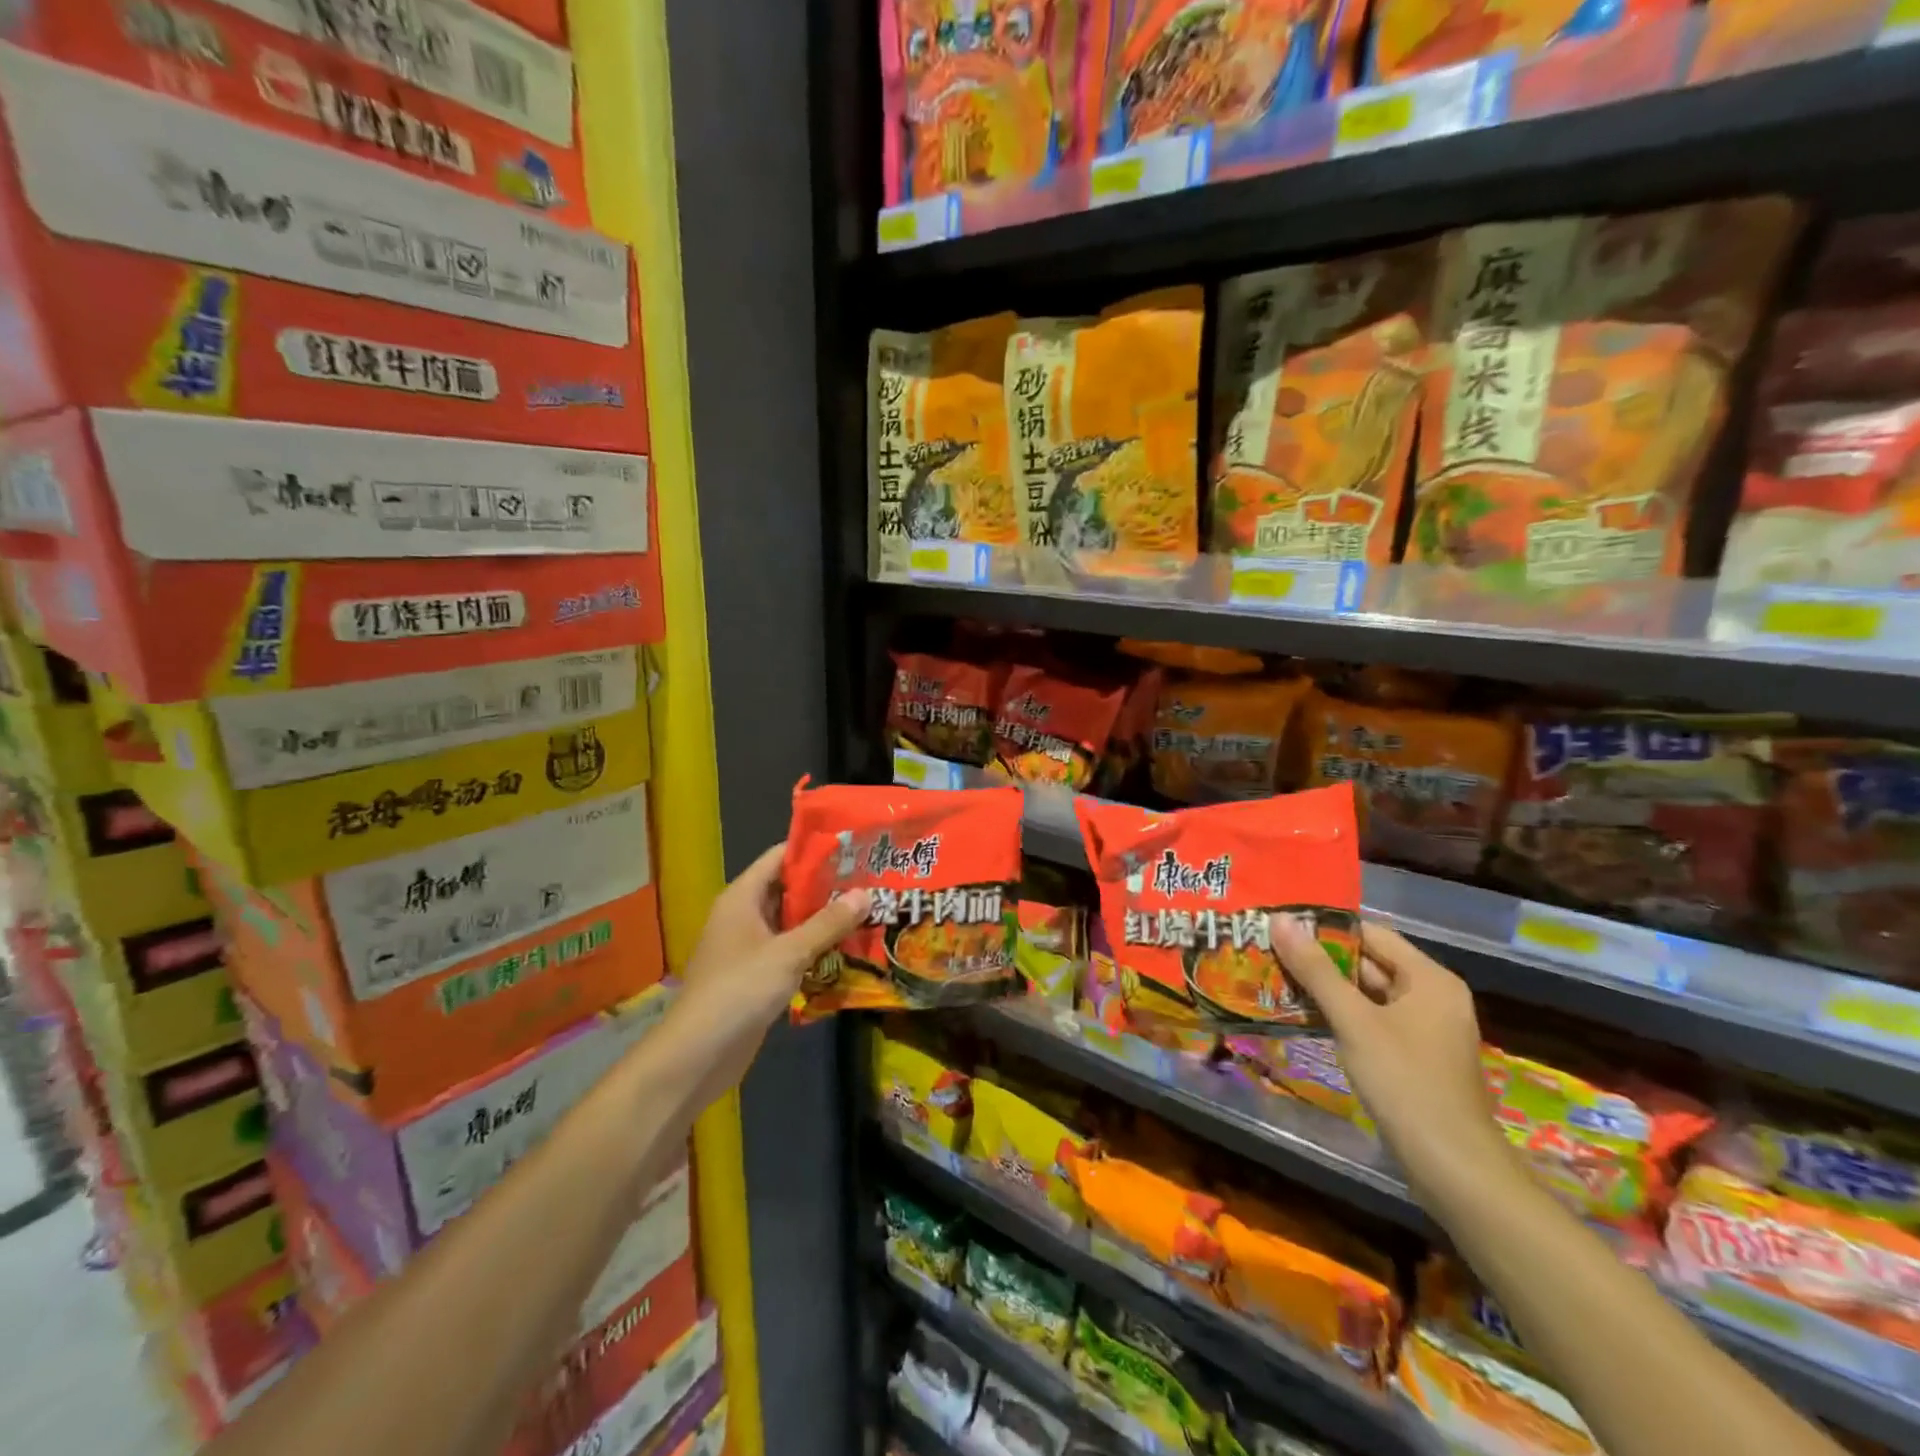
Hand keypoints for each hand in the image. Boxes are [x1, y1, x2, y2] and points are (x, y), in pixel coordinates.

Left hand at [671, 844, 869, 1098]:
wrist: (698, 1055)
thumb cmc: (739, 990)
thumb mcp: (788, 953)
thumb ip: (828, 923)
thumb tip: (866, 893)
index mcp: (742, 897)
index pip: (780, 858)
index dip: (815, 850)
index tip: (854, 847)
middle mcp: (744, 916)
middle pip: (789, 889)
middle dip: (828, 886)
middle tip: (872, 880)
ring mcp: (750, 947)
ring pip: (793, 923)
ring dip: (825, 920)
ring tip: (870, 910)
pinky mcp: (758, 976)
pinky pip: (792, 951)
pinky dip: (816, 948)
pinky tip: (850, 950)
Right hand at [1273, 919, 1512, 1203]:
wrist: (1452, 1167)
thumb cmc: (1404, 1082)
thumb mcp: (1354, 1021)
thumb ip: (1316, 970)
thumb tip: (1280, 920)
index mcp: (1430, 979)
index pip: (1371, 933)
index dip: (1326, 928)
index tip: (1282, 926)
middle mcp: (1433, 996)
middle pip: (1370, 963)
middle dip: (1321, 959)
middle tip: (1270, 951)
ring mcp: (1426, 1029)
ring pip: (1369, 994)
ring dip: (1328, 989)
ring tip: (1277, 978)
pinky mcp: (1416, 1057)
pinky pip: (1374, 1021)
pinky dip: (1343, 1016)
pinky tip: (1305, 1016)